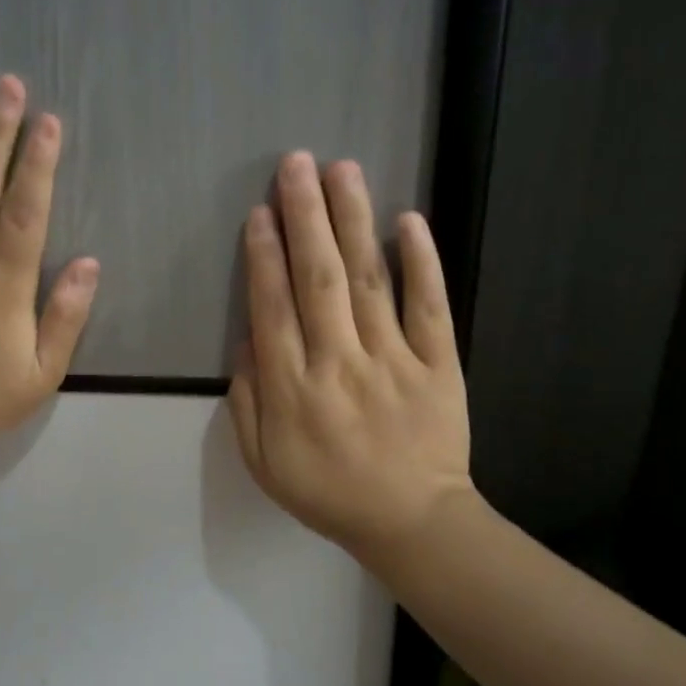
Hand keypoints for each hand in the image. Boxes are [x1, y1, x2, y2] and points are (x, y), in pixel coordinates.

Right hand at [227, 152, 474, 569]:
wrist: (411, 521)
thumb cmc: (328, 492)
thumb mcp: (263, 462)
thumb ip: (248, 401)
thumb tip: (248, 339)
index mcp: (293, 391)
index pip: (273, 308)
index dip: (264, 256)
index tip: (260, 213)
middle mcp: (339, 364)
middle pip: (316, 279)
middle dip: (304, 217)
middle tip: (294, 164)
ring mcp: (392, 361)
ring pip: (367, 281)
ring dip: (353, 221)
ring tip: (341, 170)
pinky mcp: (437, 364)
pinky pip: (429, 307)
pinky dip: (421, 262)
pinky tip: (408, 220)